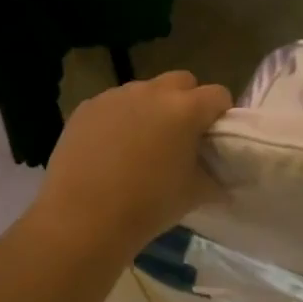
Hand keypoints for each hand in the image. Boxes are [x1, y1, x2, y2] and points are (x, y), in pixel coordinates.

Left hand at [27, 71, 232, 256]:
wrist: (82, 220)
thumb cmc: (148, 206)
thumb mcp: (194, 194)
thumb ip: (214, 175)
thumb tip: (218, 172)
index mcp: (186, 110)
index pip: (218, 95)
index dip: (221, 114)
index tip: (214, 137)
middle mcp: (152, 93)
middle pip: (182, 81)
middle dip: (187, 101)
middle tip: (181, 135)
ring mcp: (116, 96)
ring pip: (146, 91)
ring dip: (152, 108)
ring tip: (142, 143)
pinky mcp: (87, 108)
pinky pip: (114, 104)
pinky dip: (121, 118)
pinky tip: (112, 149)